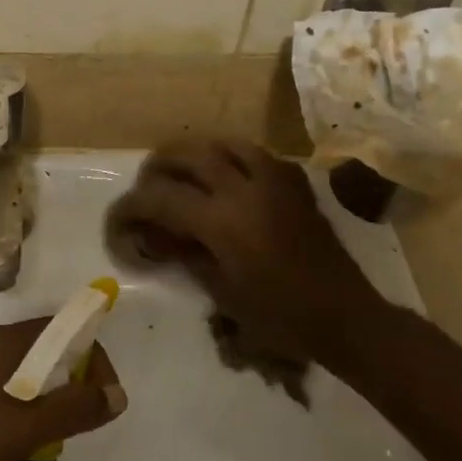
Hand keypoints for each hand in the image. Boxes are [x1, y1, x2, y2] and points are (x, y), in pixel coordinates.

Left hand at [0, 318, 126, 460]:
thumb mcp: (24, 431)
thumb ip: (73, 408)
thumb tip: (118, 394)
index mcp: (0, 343)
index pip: (62, 329)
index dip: (92, 356)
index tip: (104, 398)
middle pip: (44, 348)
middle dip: (72, 379)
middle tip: (82, 421)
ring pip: (23, 373)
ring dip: (48, 397)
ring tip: (54, 437)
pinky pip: (2, 390)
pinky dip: (24, 408)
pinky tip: (20, 443)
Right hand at [105, 138, 390, 362]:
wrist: (343, 313)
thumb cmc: (279, 315)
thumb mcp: (221, 290)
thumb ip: (185, 254)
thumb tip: (157, 236)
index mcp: (222, 220)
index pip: (161, 198)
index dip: (131, 206)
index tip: (118, 218)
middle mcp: (244, 187)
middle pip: (187, 155)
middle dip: (158, 167)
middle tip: (146, 186)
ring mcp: (273, 178)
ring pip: (221, 144)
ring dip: (194, 155)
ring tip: (182, 174)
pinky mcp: (293, 181)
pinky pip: (253, 154)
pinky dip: (229, 159)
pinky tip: (225, 179)